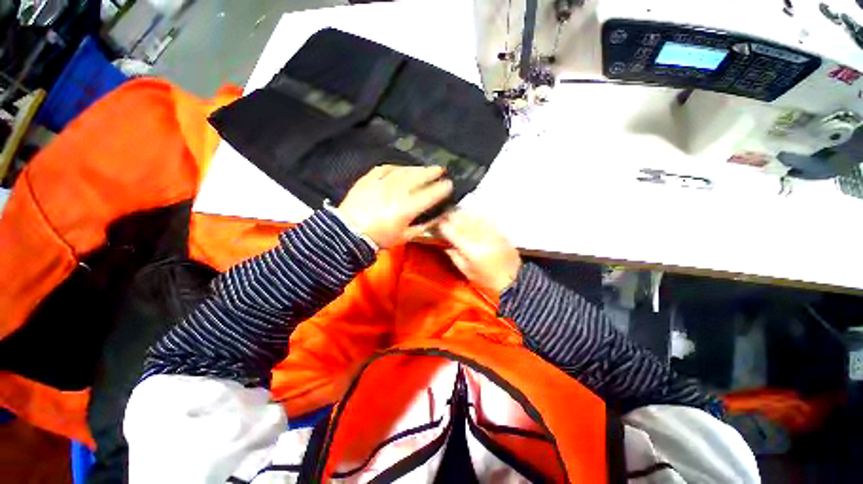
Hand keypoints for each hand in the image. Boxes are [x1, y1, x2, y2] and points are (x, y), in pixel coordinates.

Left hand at [338, 165, 452, 248]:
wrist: (349, 233)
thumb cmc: (379, 238)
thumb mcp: (405, 236)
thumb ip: (423, 227)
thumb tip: (437, 219)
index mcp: (406, 208)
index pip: (429, 195)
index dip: (441, 189)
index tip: (449, 184)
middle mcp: (396, 192)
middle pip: (418, 178)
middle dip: (431, 172)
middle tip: (441, 169)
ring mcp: (381, 183)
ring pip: (404, 171)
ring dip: (417, 168)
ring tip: (425, 168)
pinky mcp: (368, 179)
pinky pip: (384, 168)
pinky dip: (396, 167)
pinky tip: (402, 168)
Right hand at [438, 210, 521, 295]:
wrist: (514, 279)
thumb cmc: (487, 280)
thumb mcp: (466, 271)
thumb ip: (454, 256)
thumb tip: (445, 243)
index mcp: (471, 250)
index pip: (453, 232)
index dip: (443, 226)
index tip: (437, 223)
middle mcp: (481, 238)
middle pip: (462, 221)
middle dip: (451, 216)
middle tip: (443, 216)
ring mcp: (491, 232)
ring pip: (473, 217)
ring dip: (462, 213)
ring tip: (455, 214)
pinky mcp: (499, 231)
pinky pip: (484, 218)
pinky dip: (475, 215)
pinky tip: (470, 215)